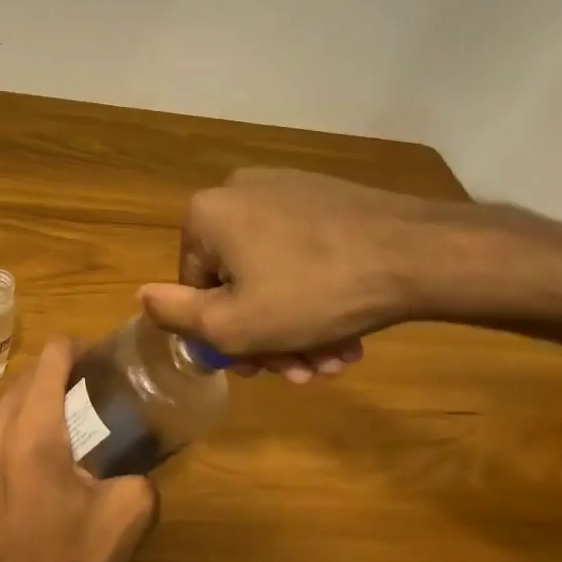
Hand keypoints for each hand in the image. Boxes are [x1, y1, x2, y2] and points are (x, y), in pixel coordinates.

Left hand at [0, 338, 158, 561]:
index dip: (79, 348)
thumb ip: (139, 473)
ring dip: (32, 392)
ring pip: (2, 397)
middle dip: (58, 370)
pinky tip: (30, 440)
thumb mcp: (128, 513)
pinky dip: (10, 416)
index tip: (102, 359)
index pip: (51, 359)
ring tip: (61, 408)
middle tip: (91, 383)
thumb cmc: (70, 560)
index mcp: (35, 431)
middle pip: (26, 375)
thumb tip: (133, 467)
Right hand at [138, 168, 524, 380]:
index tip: (257, 368)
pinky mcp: (327, 198)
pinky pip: (304, 254)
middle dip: (266, 337)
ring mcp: (288, 190)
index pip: (193, 288)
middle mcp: (240, 191)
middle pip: (237, 282)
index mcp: (206, 215)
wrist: (419, 254)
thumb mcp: (233, 324)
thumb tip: (143, 297)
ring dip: (296, 327)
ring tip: (331, 361)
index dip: (220, 336)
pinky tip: (346, 334)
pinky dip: (316, 296)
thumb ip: (177, 316)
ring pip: (274, 274)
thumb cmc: (312, 293)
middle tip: (301, 372)